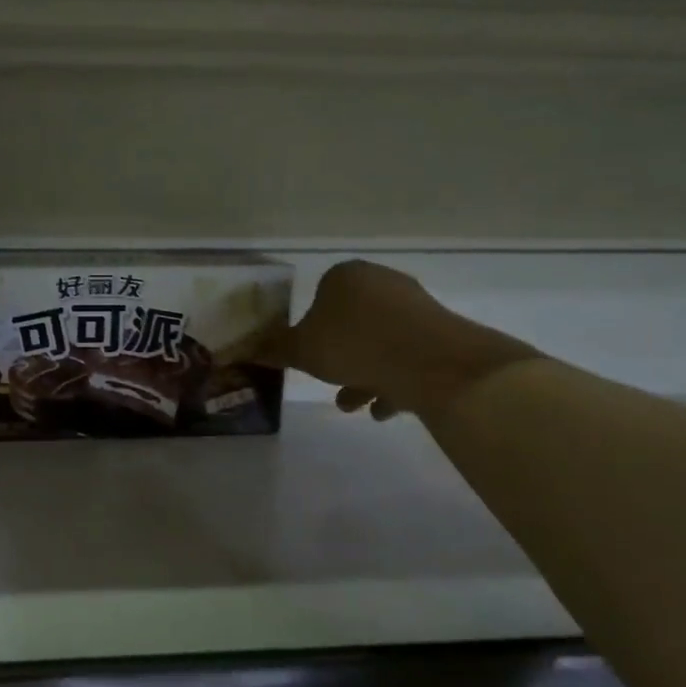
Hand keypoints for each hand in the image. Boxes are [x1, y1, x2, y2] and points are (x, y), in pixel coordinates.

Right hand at [262, 260, 540, 421]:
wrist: (430, 361)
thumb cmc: (353, 344)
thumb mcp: (301, 351)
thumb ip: (274, 350)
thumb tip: (244, 349)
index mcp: (346, 276)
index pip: (320, 296)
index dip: (310, 329)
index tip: (307, 356)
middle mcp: (382, 283)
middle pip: (351, 323)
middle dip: (339, 358)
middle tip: (328, 383)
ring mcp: (415, 307)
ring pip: (379, 343)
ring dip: (363, 375)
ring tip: (353, 406)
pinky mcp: (441, 334)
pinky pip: (407, 358)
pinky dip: (393, 381)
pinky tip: (383, 410)